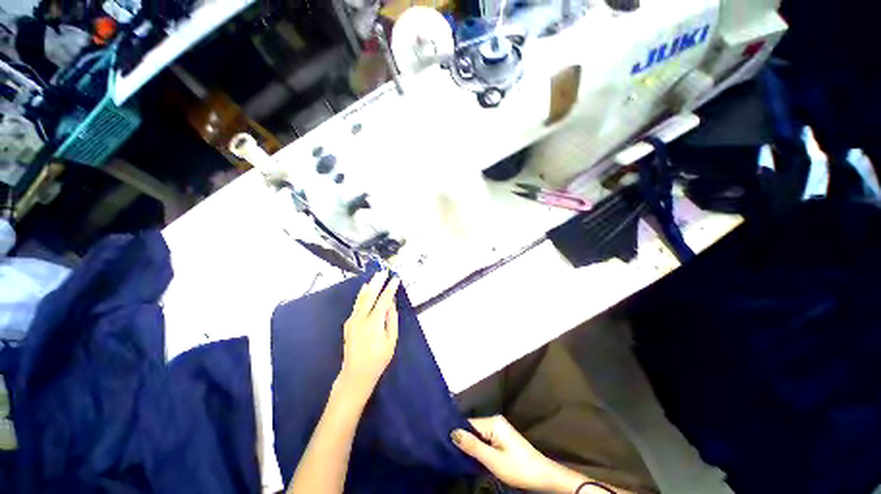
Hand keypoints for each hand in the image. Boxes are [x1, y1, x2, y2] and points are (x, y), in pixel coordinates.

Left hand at [339, 271, 400, 400]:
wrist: (356, 374)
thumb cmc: (378, 359)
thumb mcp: (391, 340)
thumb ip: (392, 319)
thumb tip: (391, 303)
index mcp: (374, 322)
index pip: (383, 299)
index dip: (390, 288)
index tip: (396, 278)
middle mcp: (361, 318)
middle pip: (369, 295)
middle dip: (377, 282)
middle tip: (383, 271)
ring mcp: (352, 320)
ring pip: (360, 298)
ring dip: (368, 286)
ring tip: (374, 276)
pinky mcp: (348, 323)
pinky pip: (356, 305)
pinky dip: (362, 295)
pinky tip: (364, 290)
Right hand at [451, 416, 587, 492]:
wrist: (542, 476)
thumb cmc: (518, 467)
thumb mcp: (493, 460)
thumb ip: (473, 446)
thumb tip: (453, 432)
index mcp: (493, 422)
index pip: (469, 424)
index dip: (457, 433)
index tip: (443, 442)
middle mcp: (495, 421)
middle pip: (473, 428)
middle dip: (463, 439)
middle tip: (448, 451)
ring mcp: (499, 429)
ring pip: (478, 435)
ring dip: (470, 445)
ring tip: (456, 454)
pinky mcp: (501, 437)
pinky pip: (484, 439)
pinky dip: (478, 447)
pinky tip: (471, 456)